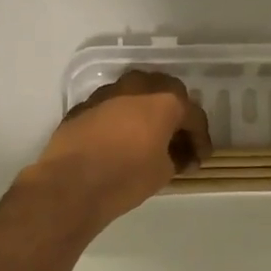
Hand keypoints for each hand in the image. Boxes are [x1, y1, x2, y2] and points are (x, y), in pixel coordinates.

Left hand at [25, 70, 211, 228]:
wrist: (70, 183)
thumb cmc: (126, 176)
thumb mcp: (163, 172)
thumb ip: (176, 156)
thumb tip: (178, 155)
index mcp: (164, 100)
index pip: (193, 114)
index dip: (200, 138)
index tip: (200, 158)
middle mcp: (137, 87)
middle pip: (166, 92)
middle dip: (175, 115)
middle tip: (177, 140)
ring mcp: (107, 93)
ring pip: (136, 94)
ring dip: (147, 112)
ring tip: (149, 138)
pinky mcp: (84, 105)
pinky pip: (112, 106)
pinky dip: (122, 119)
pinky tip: (121, 141)